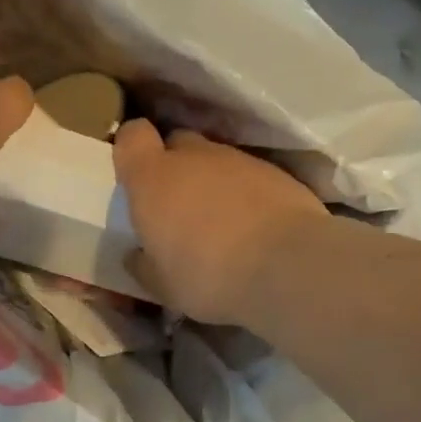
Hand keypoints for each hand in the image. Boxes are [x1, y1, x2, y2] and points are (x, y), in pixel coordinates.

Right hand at [113, 120, 328, 324]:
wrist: (288, 266)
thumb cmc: (209, 276)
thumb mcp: (163, 285)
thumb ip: (144, 264)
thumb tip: (137, 255)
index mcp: (153, 179)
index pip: (132, 136)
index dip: (132, 149)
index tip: (136, 175)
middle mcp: (193, 157)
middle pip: (177, 143)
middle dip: (175, 166)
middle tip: (179, 205)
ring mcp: (238, 160)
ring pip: (216, 159)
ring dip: (213, 182)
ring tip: (222, 221)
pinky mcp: (275, 172)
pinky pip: (249, 175)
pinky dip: (247, 193)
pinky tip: (255, 226)